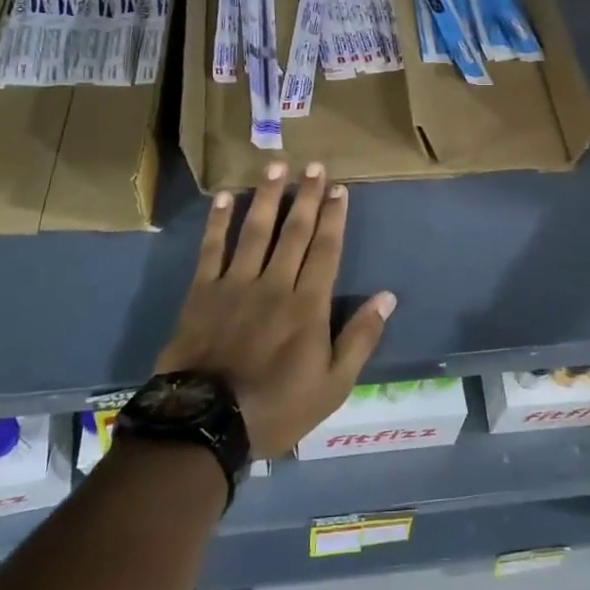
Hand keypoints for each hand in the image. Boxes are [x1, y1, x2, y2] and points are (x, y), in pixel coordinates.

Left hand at [156, 162, 395, 457]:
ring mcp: (236, 284)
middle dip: (307, 196)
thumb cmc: (277, 407)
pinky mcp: (202, 292)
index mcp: (308, 306)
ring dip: (267, 196)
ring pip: (255, 230)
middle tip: (314, 165)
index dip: (334, 217)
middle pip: (295, 232)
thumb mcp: (333, 385)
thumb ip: (360, 338)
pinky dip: (217, 222)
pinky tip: (224, 197)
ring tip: (276, 167)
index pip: (326, 250)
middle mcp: (274, 284)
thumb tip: (387, 297)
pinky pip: (212, 249)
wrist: (206, 423)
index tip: (340, 189)